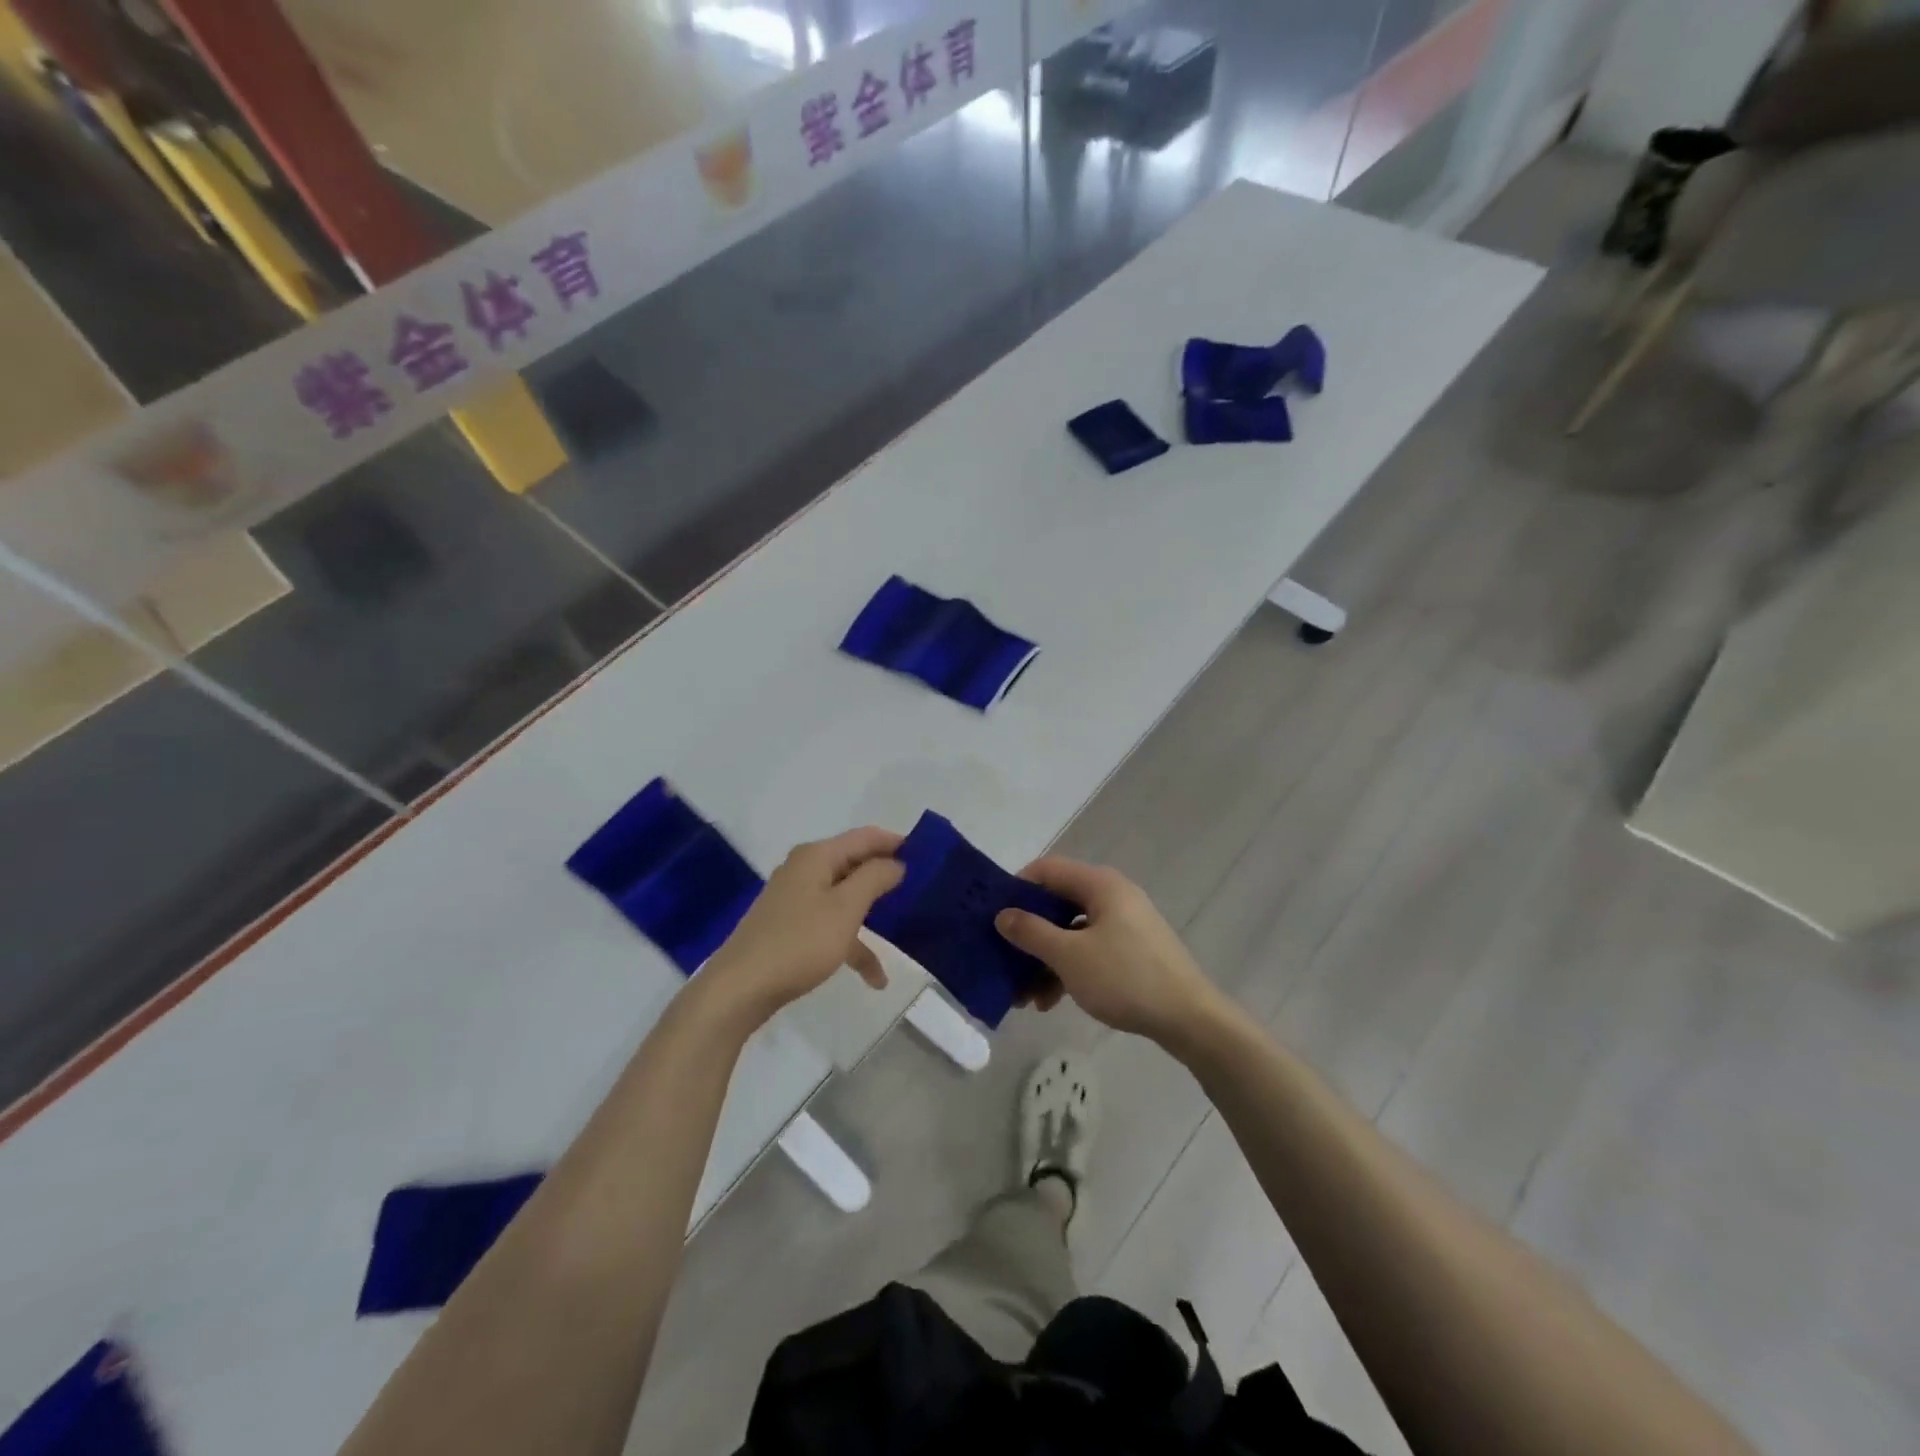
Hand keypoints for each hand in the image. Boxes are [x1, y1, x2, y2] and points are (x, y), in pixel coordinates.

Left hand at [701, 827, 904, 1029]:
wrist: (739, 988)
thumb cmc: (798, 942)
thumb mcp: (846, 908)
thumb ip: (875, 879)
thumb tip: (895, 862)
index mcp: (817, 856)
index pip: (866, 837)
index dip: (897, 842)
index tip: (929, 857)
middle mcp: (805, 870)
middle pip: (855, 865)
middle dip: (887, 878)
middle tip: (923, 890)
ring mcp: (796, 900)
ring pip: (845, 898)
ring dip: (874, 915)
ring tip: (906, 930)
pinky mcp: (791, 927)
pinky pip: (831, 925)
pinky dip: (852, 943)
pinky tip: (874, 977)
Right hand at [996, 858, 1222, 1045]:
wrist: (1189, 1019)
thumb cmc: (1125, 978)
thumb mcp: (1069, 956)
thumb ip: (1031, 932)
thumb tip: (1002, 914)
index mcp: (1099, 884)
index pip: (1047, 870)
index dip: (1016, 888)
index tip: (992, 915)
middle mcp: (1112, 895)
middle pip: (1057, 904)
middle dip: (1028, 935)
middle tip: (1003, 960)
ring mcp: (1124, 924)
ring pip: (1071, 932)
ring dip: (1044, 959)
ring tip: (1024, 996)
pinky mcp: (1132, 950)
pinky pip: (1089, 950)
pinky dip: (1068, 969)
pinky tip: (1051, 1001)